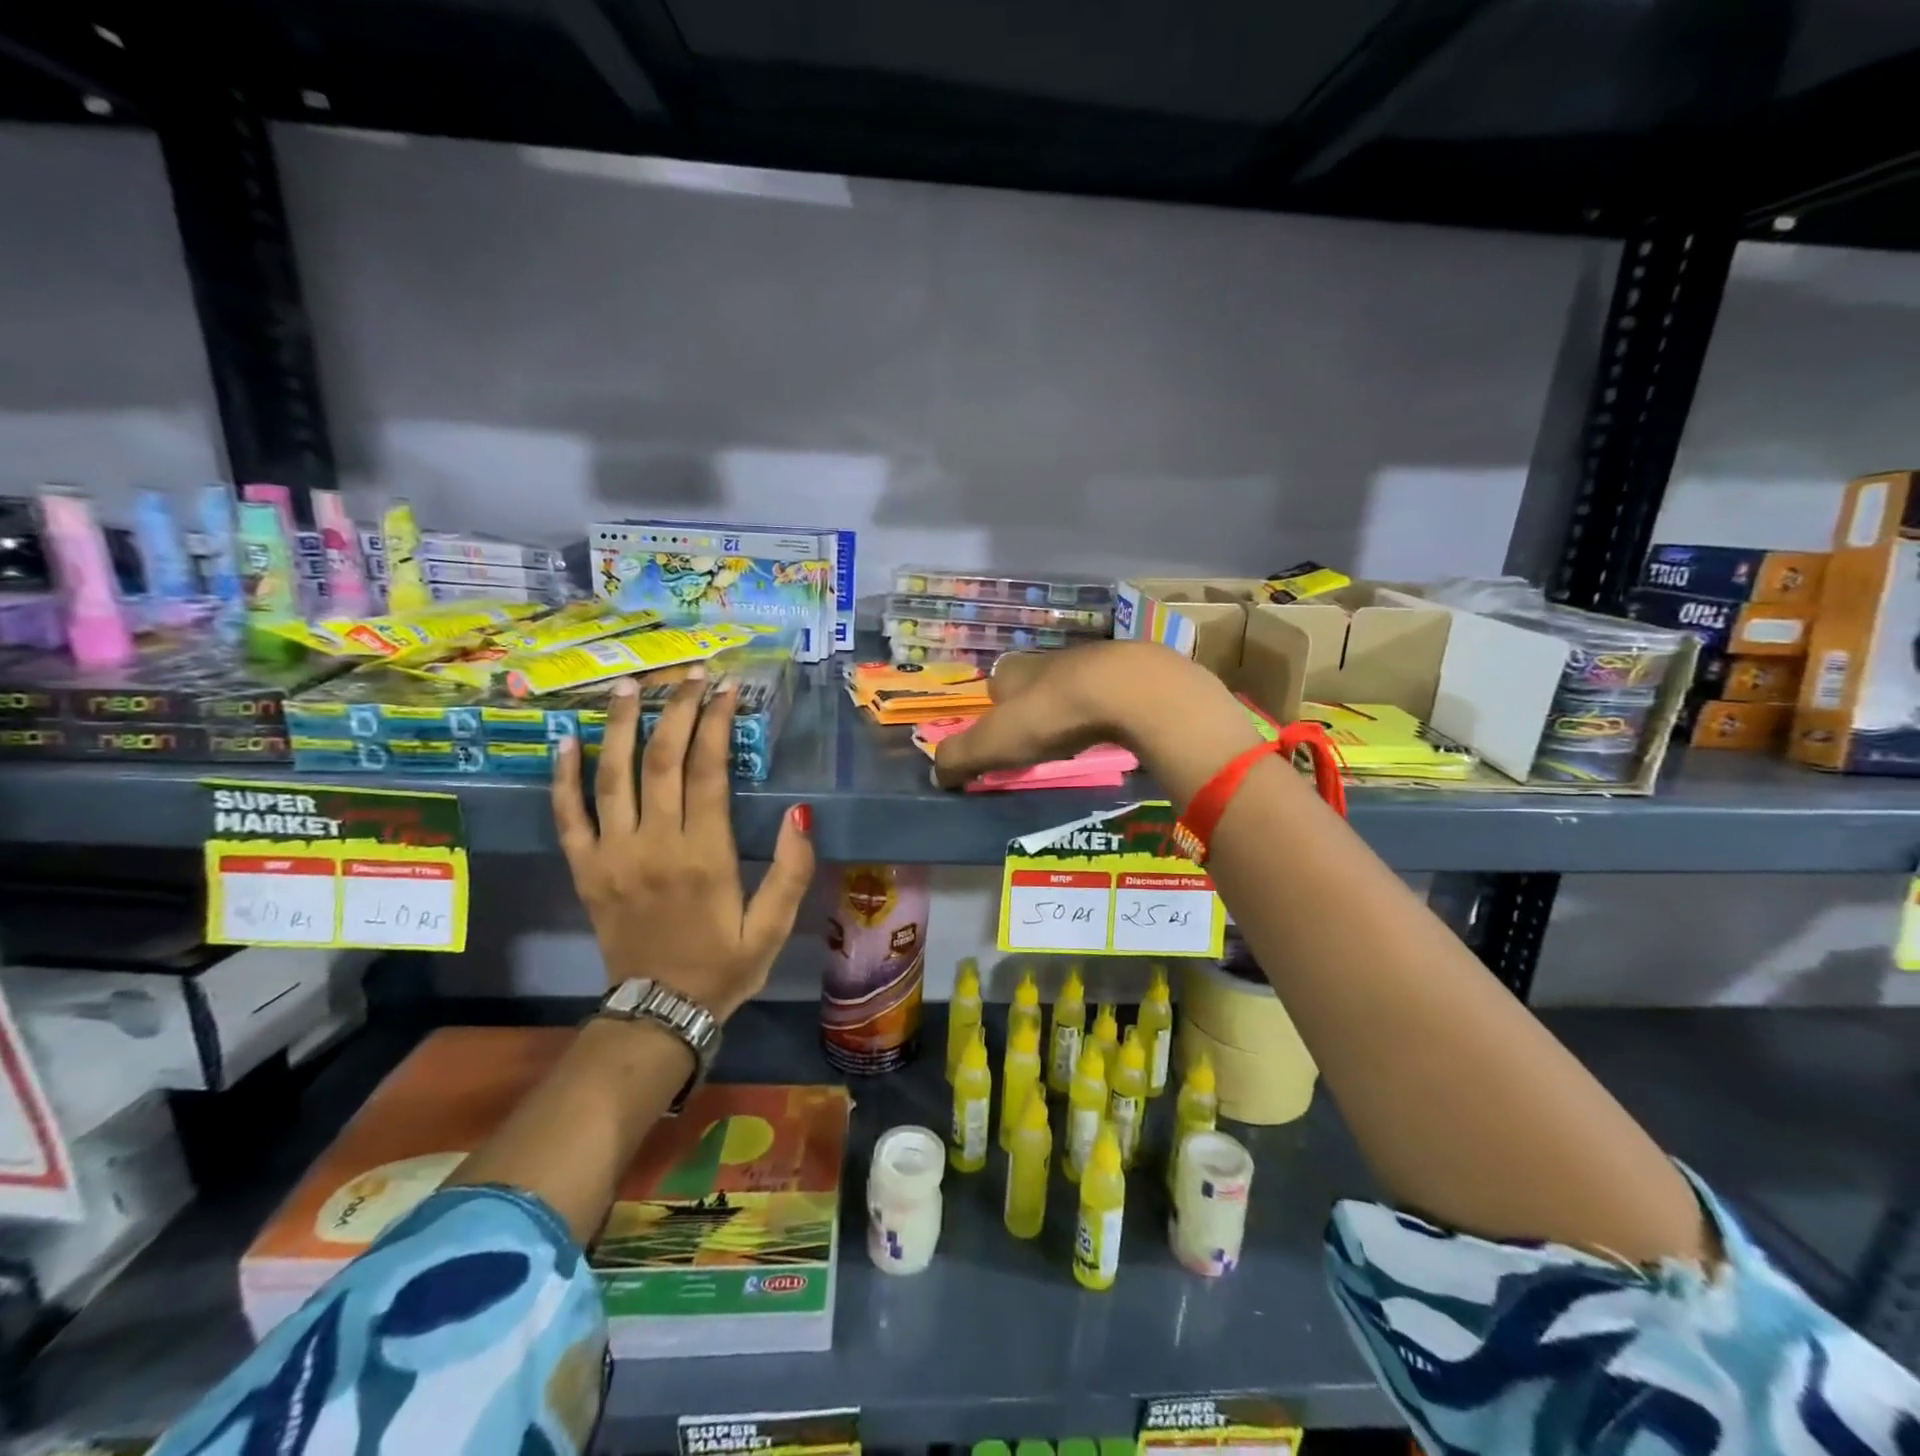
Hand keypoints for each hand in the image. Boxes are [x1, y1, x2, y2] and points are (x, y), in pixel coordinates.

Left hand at [552, 666, 814, 1019]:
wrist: (659, 1012)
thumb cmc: (724, 965)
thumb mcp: (773, 926)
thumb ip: (791, 869)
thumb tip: (800, 811)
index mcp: (704, 855)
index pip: (708, 771)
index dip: (716, 723)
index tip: (726, 689)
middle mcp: (654, 844)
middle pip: (662, 760)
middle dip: (676, 710)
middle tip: (688, 675)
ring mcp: (612, 855)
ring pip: (613, 776)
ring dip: (620, 726)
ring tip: (630, 685)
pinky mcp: (585, 869)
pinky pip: (568, 815)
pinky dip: (564, 776)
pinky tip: (566, 739)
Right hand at [932, 640, 1261, 803]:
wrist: (1124, 690)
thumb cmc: (1048, 715)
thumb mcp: (993, 743)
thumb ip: (960, 758)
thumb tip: (935, 774)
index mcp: (1012, 671)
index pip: (994, 687)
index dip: (993, 711)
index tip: (1000, 738)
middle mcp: (1048, 660)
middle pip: (1033, 684)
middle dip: (1032, 708)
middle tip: (1037, 740)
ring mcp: (1091, 663)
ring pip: (1071, 686)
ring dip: (1069, 707)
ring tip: (1073, 737)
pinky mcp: (1128, 674)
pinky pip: (1107, 694)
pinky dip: (1103, 709)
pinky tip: (1109, 728)